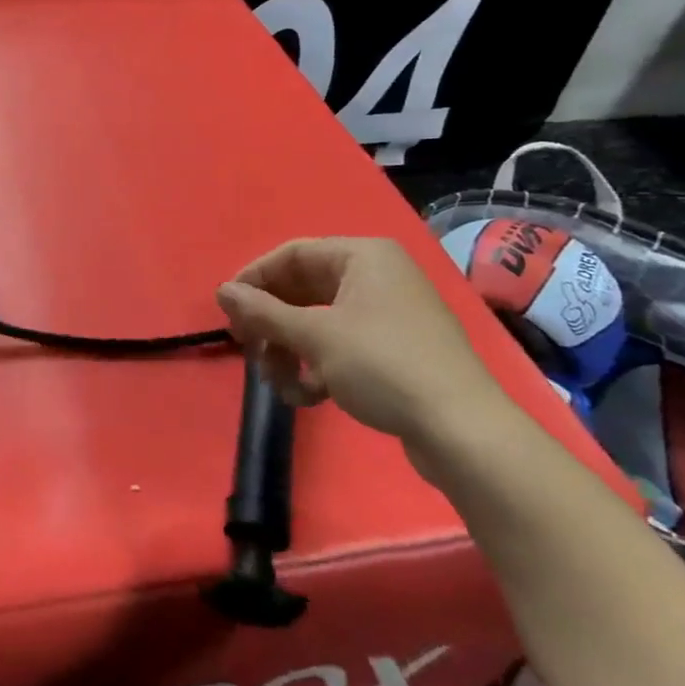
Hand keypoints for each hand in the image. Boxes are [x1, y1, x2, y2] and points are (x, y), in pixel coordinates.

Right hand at [215, 238, 512, 456]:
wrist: (462, 431)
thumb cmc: (383, 365)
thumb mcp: (315, 336)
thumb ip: (263, 311)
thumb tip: (221, 290)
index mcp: (363, 256)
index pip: (292, 254)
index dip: (254, 280)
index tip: (228, 311)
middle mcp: (376, 276)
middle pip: (303, 289)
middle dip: (273, 324)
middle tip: (248, 349)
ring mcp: (388, 314)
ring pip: (318, 322)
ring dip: (291, 351)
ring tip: (280, 384)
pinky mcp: (395, 350)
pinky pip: (341, 346)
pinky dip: (319, 367)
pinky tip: (309, 397)